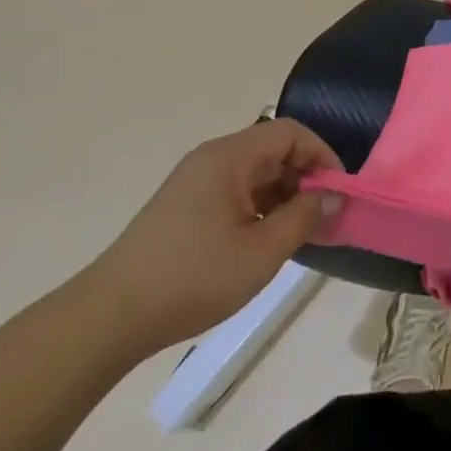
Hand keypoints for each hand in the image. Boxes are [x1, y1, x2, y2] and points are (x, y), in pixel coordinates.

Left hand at [85, 120, 342, 359]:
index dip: (322, 155)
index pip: (291, 133)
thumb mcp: (261, 251)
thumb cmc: (193, 278)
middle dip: (305, 178)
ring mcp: (195, 182)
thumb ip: (304, 217)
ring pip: (255, 174)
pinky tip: (267, 242)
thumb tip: (333, 196)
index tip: (339, 192)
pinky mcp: (185, 207)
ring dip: (284, 196)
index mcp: (229, 157)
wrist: (111, 317)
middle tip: (324, 217)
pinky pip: (236, 192)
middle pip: (273, 151)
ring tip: (301, 234)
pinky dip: (260, 209)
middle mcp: (212, 159)